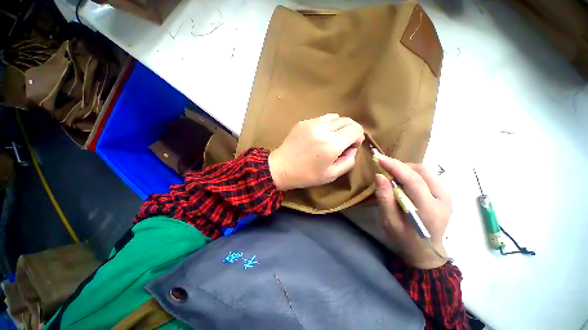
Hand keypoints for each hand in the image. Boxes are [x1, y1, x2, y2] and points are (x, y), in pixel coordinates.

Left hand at [269, 114, 363, 190]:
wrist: (281, 168)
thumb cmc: (306, 175)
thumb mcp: (332, 175)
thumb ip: (348, 161)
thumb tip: (352, 148)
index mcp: (331, 144)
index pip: (355, 130)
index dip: (359, 137)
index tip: (352, 146)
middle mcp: (323, 129)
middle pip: (347, 121)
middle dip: (351, 131)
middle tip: (344, 143)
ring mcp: (311, 123)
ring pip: (335, 117)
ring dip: (339, 126)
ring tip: (332, 138)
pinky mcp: (303, 122)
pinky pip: (322, 118)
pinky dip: (327, 125)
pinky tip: (320, 136)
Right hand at [375, 156, 451, 268]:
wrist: (427, 251)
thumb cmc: (404, 238)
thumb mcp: (388, 222)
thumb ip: (384, 198)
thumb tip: (380, 176)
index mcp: (428, 210)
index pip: (413, 181)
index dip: (395, 166)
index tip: (379, 158)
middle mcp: (443, 200)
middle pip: (422, 172)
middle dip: (400, 166)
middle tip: (384, 167)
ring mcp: (447, 196)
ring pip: (426, 171)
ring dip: (407, 169)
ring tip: (393, 174)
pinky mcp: (445, 194)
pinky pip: (428, 176)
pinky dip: (413, 173)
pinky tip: (404, 180)